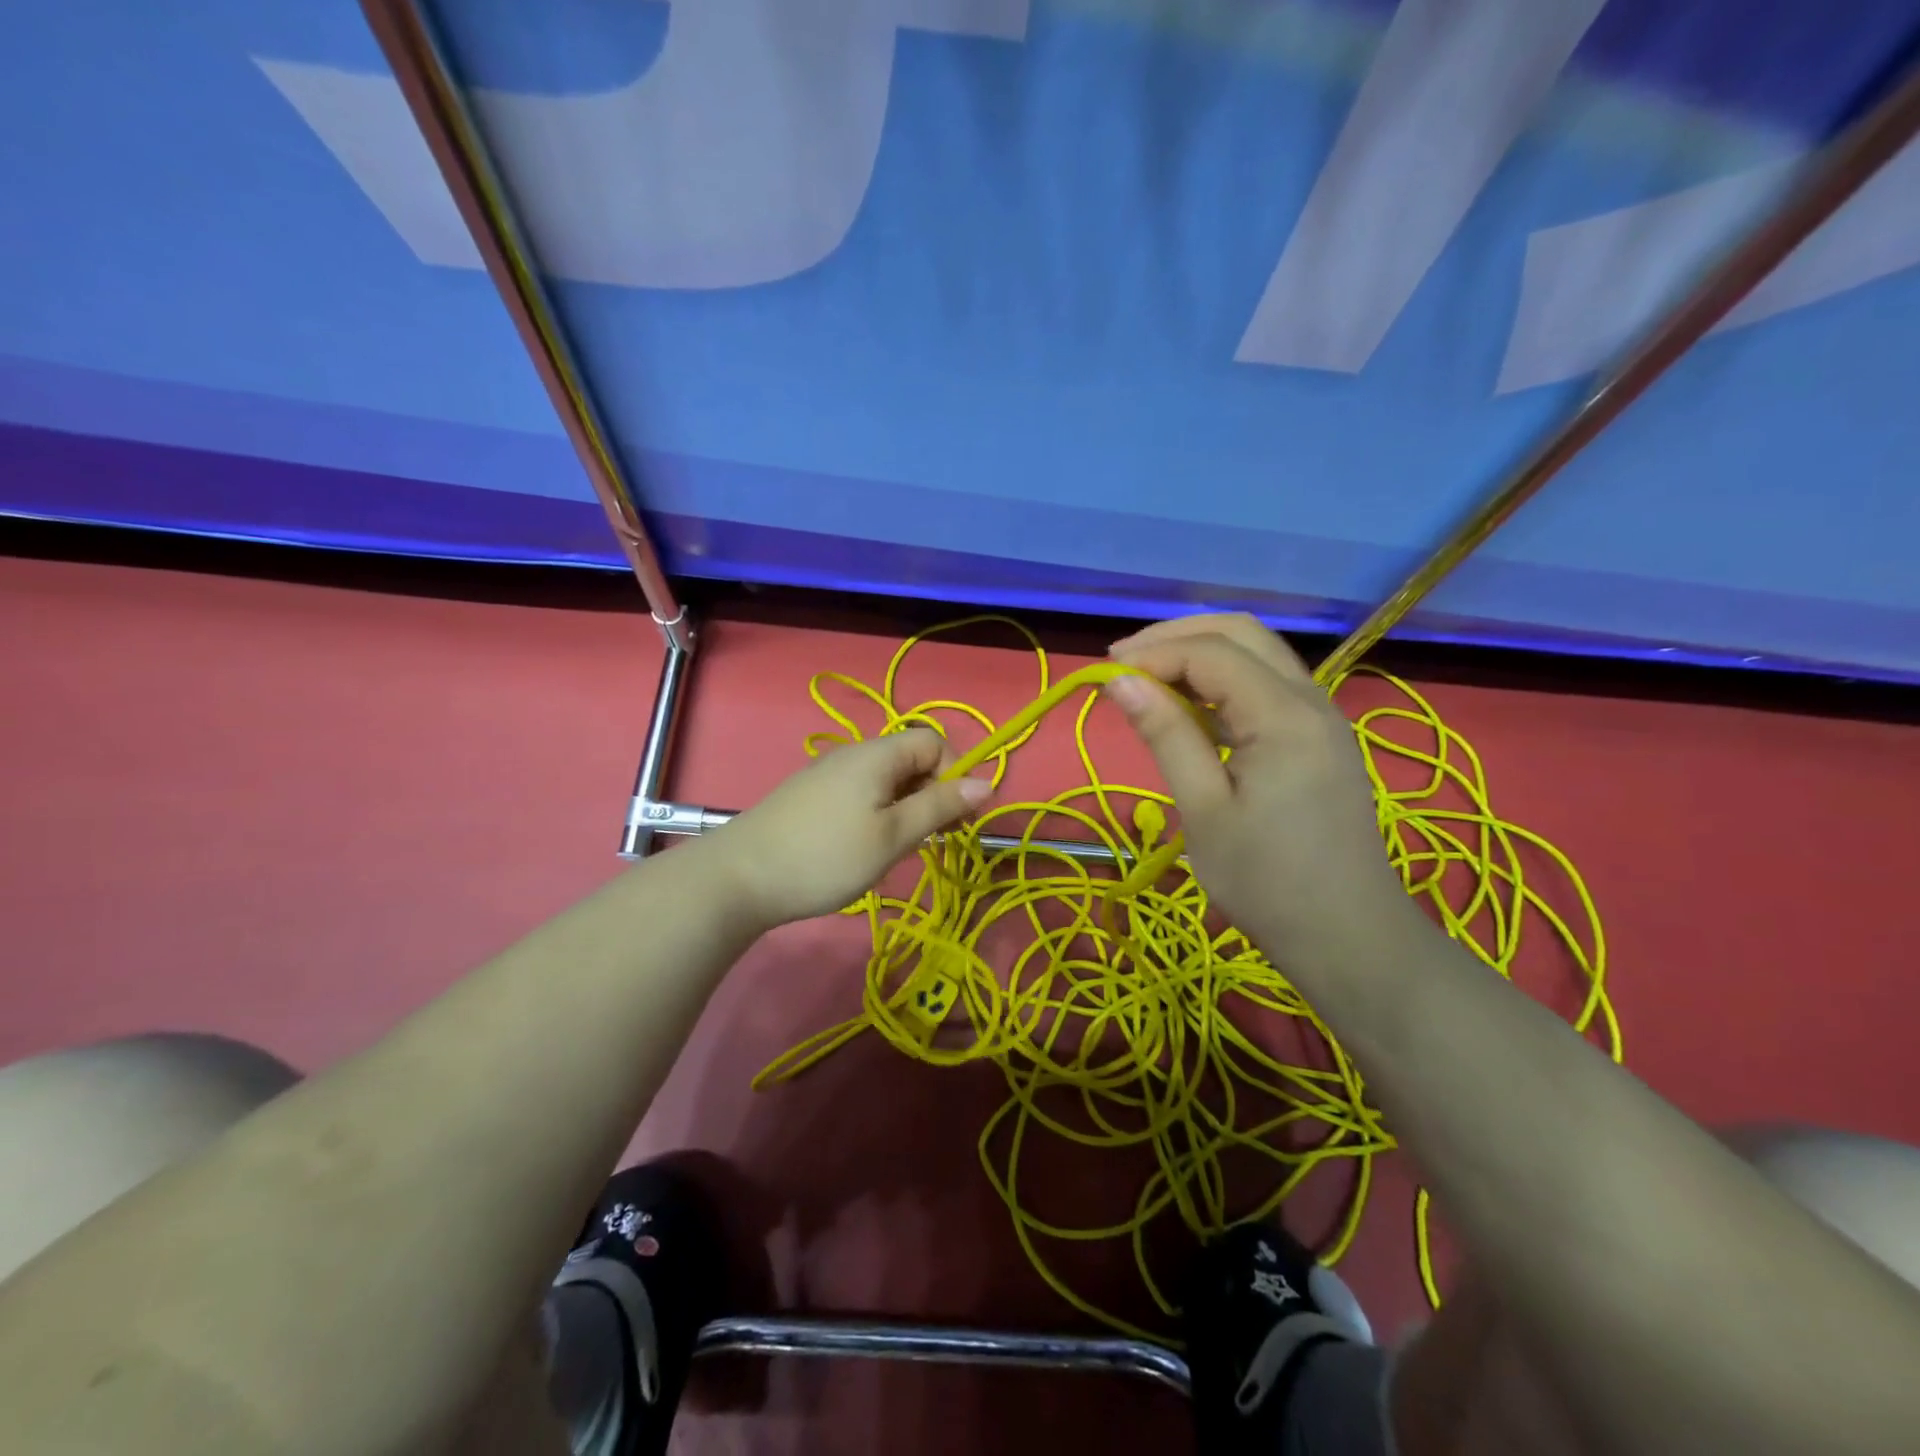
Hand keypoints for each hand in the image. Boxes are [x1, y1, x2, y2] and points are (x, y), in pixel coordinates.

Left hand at [709, 728, 992, 927]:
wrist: (739, 877)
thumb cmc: (826, 856)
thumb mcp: (893, 835)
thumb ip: (940, 806)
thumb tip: (988, 783)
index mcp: (878, 754)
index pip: (935, 742)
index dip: (955, 774)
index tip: (957, 819)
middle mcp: (854, 754)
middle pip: (911, 759)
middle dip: (933, 794)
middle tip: (934, 840)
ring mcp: (828, 774)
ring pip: (886, 781)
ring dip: (906, 809)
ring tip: (899, 849)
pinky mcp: (811, 796)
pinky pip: (861, 794)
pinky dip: (878, 815)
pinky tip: (865, 848)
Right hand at [1106, 614, 1418, 966]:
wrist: (1347, 937)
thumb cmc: (1267, 882)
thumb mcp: (1204, 810)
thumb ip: (1166, 735)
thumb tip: (1119, 680)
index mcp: (1284, 715)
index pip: (1211, 652)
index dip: (1152, 654)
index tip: (1103, 677)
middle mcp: (1310, 699)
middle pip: (1241, 633)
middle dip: (1176, 637)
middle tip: (1121, 664)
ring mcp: (1320, 717)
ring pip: (1256, 654)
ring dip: (1198, 654)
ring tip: (1145, 681)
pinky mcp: (1318, 739)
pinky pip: (1266, 686)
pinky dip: (1221, 682)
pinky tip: (1189, 709)